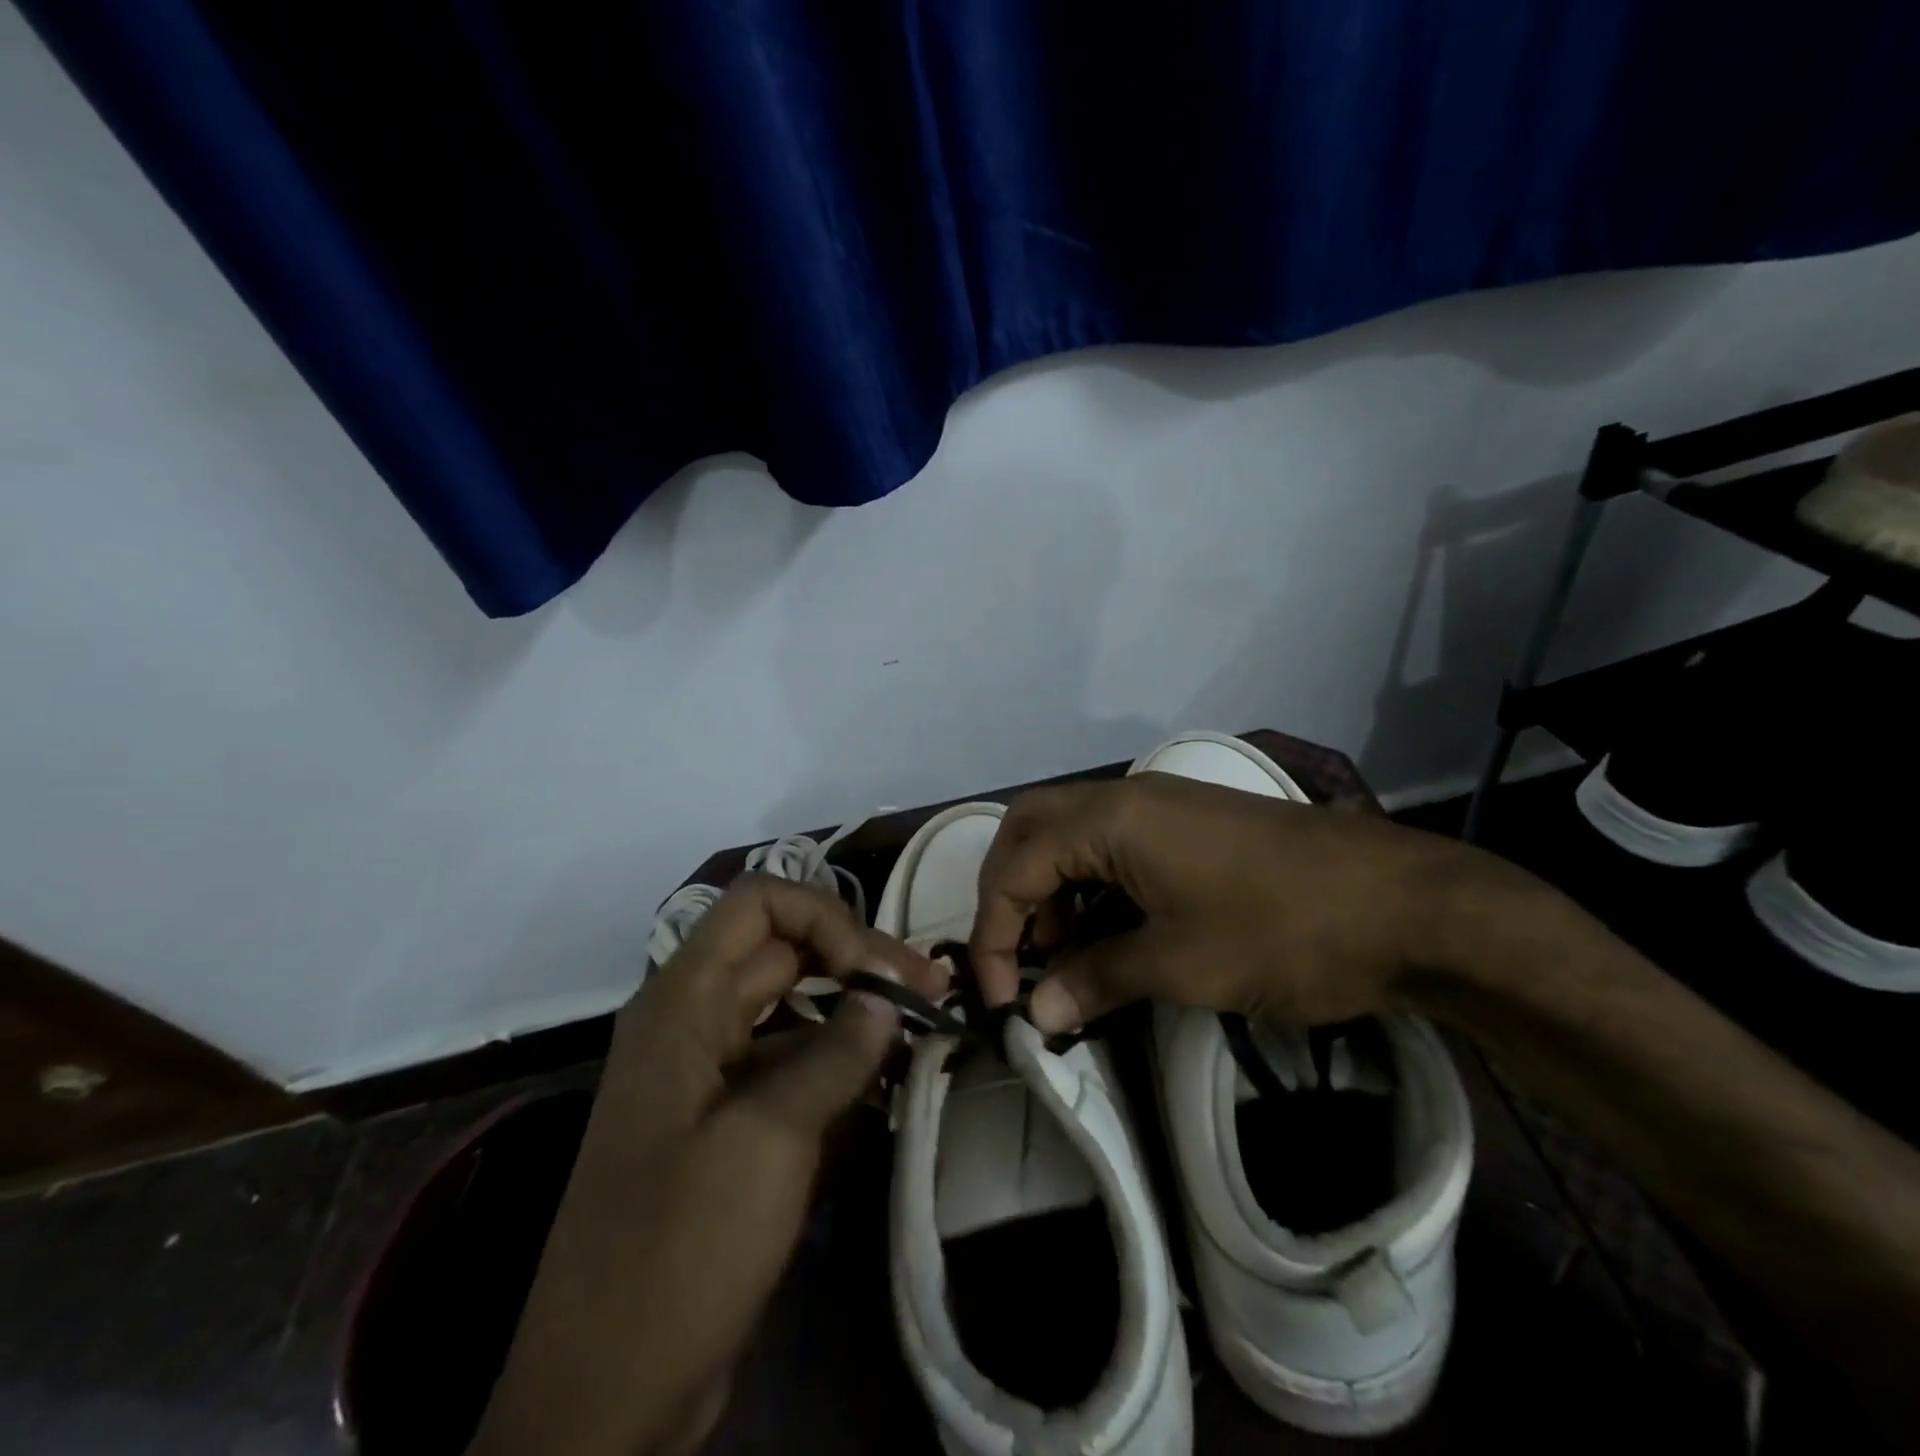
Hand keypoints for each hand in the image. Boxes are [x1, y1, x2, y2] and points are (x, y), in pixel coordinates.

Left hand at [469, 877, 942, 1455]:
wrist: (604, 1399)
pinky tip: (888, 1080)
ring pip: (794, 1009)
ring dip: (855, 1011)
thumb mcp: (766, 1141)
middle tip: (931, 989)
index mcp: (683, 1002)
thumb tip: (886, 997)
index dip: (825, 918)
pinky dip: (839, 1062)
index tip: (878, 971)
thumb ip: (834, 1055)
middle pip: (784, 952)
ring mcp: (711, 1074)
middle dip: (858, 960)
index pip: (760, 904)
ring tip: (923, 1026)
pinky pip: (791, 1065)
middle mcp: (694, 1021)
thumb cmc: (676, 1251)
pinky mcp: (730, 1123)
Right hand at [970, 773, 1504, 1033]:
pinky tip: (1111, 932)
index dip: (996, 935)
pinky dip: (1092, 885)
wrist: (1405, 905)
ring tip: (1067, 954)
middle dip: (1010, 893)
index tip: (1005, 1001)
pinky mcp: (1190, 823)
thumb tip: (1039, 1013)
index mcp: (1110, 819)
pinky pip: (1113, 844)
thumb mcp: (1179, 964)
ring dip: (1051, 889)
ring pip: (1071, 834)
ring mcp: (1161, 805)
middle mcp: (1125, 797)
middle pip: (1031, 829)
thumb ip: (1096, 979)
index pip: (1016, 868)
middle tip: (1018, 954)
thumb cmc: (1281, 930)